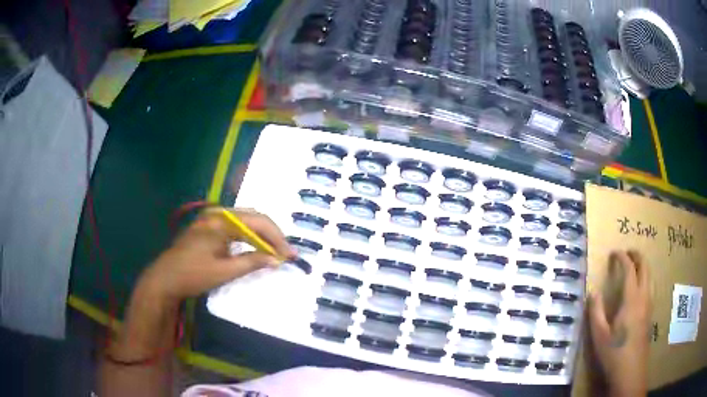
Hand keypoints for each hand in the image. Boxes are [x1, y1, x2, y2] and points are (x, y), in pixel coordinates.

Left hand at [140, 208, 295, 303]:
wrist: (165, 278)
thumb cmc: (193, 275)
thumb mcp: (224, 272)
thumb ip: (252, 262)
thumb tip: (277, 260)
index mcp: (221, 221)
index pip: (258, 222)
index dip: (277, 238)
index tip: (291, 255)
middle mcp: (217, 213)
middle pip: (253, 217)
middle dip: (272, 234)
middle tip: (285, 252)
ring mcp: (211, 218)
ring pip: (245, 220)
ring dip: (261, 234)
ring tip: (274, 250)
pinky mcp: (208, 226)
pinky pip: (235, 226)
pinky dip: (248, 236)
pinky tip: (255, 247)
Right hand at [588, 250, 651, 396]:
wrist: (631, 371)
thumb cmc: (614, 353)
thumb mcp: (599, 335)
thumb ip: (596, 312)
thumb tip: (593, 291)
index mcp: (631, 299)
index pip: (630, 269)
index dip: (622, 257)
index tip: (614, 252)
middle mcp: (644, 297)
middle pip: (645, 267)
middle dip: (637, 256)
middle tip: (627, 252)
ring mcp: (649, 305)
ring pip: (650, 276)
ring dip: (643, 266)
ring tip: (634, 266)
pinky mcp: (650, 314)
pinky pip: (650, 287)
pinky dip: (645, 278)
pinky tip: (638, 289)